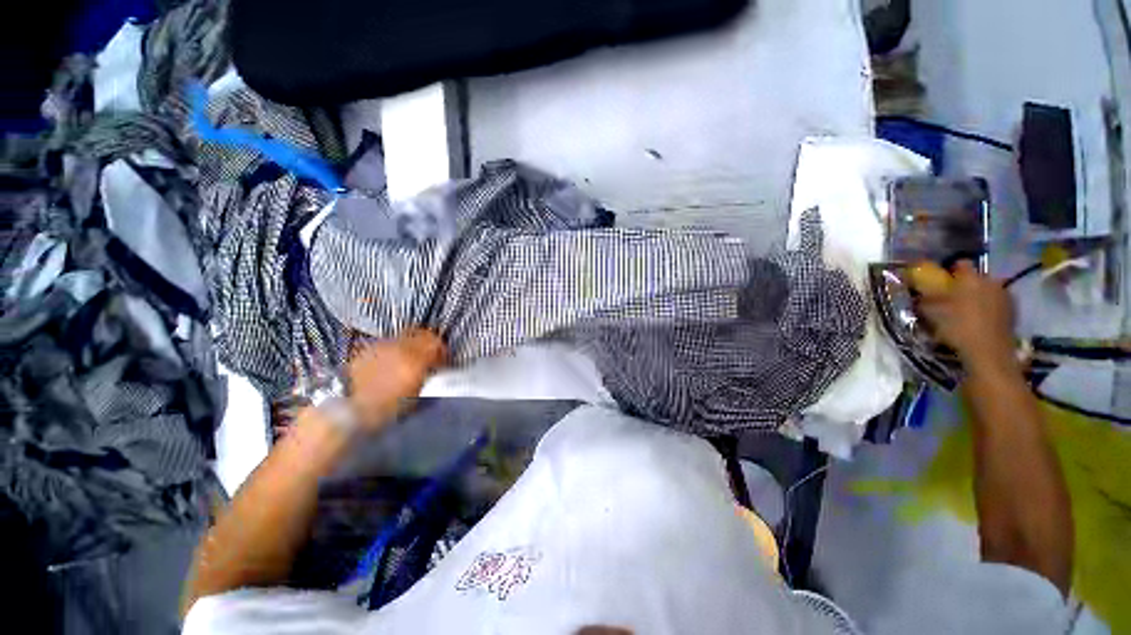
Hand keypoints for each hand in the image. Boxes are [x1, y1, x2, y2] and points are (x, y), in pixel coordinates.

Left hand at [346, 328, 446, 428]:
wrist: (346, 411)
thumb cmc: (385, 410)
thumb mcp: (416, 397)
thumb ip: (428, 378)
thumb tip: (435, 370)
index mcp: (415, 360)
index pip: (437, 343)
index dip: (443, 351)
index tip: (444, 362)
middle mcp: (399, 347)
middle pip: (422, 334)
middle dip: (429, 343)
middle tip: (431, 356)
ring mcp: (381, 346)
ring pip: (405, 336)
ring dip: (412, 345)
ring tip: (410, 359)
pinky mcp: (366, 349)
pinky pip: (388, 343)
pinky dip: (395, 349)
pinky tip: (392, 362)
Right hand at [915, 260, 1017, 375]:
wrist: (988, 353)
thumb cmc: (957, 327)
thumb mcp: (931, 312)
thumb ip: (924, 298)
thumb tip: (917, 292)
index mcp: (971, 277)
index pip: (960, 264)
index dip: (950, 270)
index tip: (941, 280)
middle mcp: (991, 281)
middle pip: (977, 277)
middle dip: (966, 284)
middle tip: (952, 297)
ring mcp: (1005, 296)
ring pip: (988, 290)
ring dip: (978, 296)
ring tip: (965, 310)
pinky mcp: (1012, 312)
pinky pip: (996, 303)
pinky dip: (988, 308)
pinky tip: (979, 320)